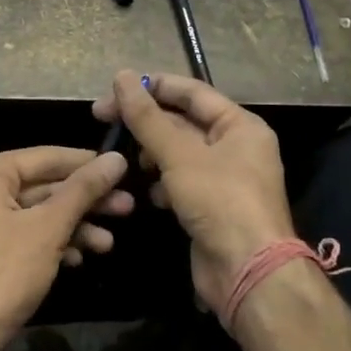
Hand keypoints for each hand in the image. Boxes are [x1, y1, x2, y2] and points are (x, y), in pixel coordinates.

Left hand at [0, 146, 131, 350]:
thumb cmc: (1, 274)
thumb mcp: (48, 228)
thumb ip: (83, 190)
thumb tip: (116, 158)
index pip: (46, 157)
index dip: (87, 163)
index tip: (125, 168)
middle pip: (41, 186)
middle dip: (84, 201)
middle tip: (128, 208)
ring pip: (35, 214)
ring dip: (73, 227)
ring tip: (108, 244)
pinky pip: (22, 235)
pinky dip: (51, 243)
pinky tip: (78, 258)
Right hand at [93, 70, 295, 312]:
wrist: (247, 273)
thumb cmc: (220, 202)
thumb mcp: (180, 155)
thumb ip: (148, 117)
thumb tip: (122, 76)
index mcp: (239, 125)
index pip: (192, 92)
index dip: (153, 87)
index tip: (114, 90)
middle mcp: (235, 146)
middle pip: (183, 121)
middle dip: (146, 123)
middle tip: (102, 121)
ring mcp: (223, 178)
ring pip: (178, 153)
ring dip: (151, 154)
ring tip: (126, 160)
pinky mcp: (211, 206)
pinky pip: (180, 182)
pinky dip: (162, 184)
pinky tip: (148, 194)